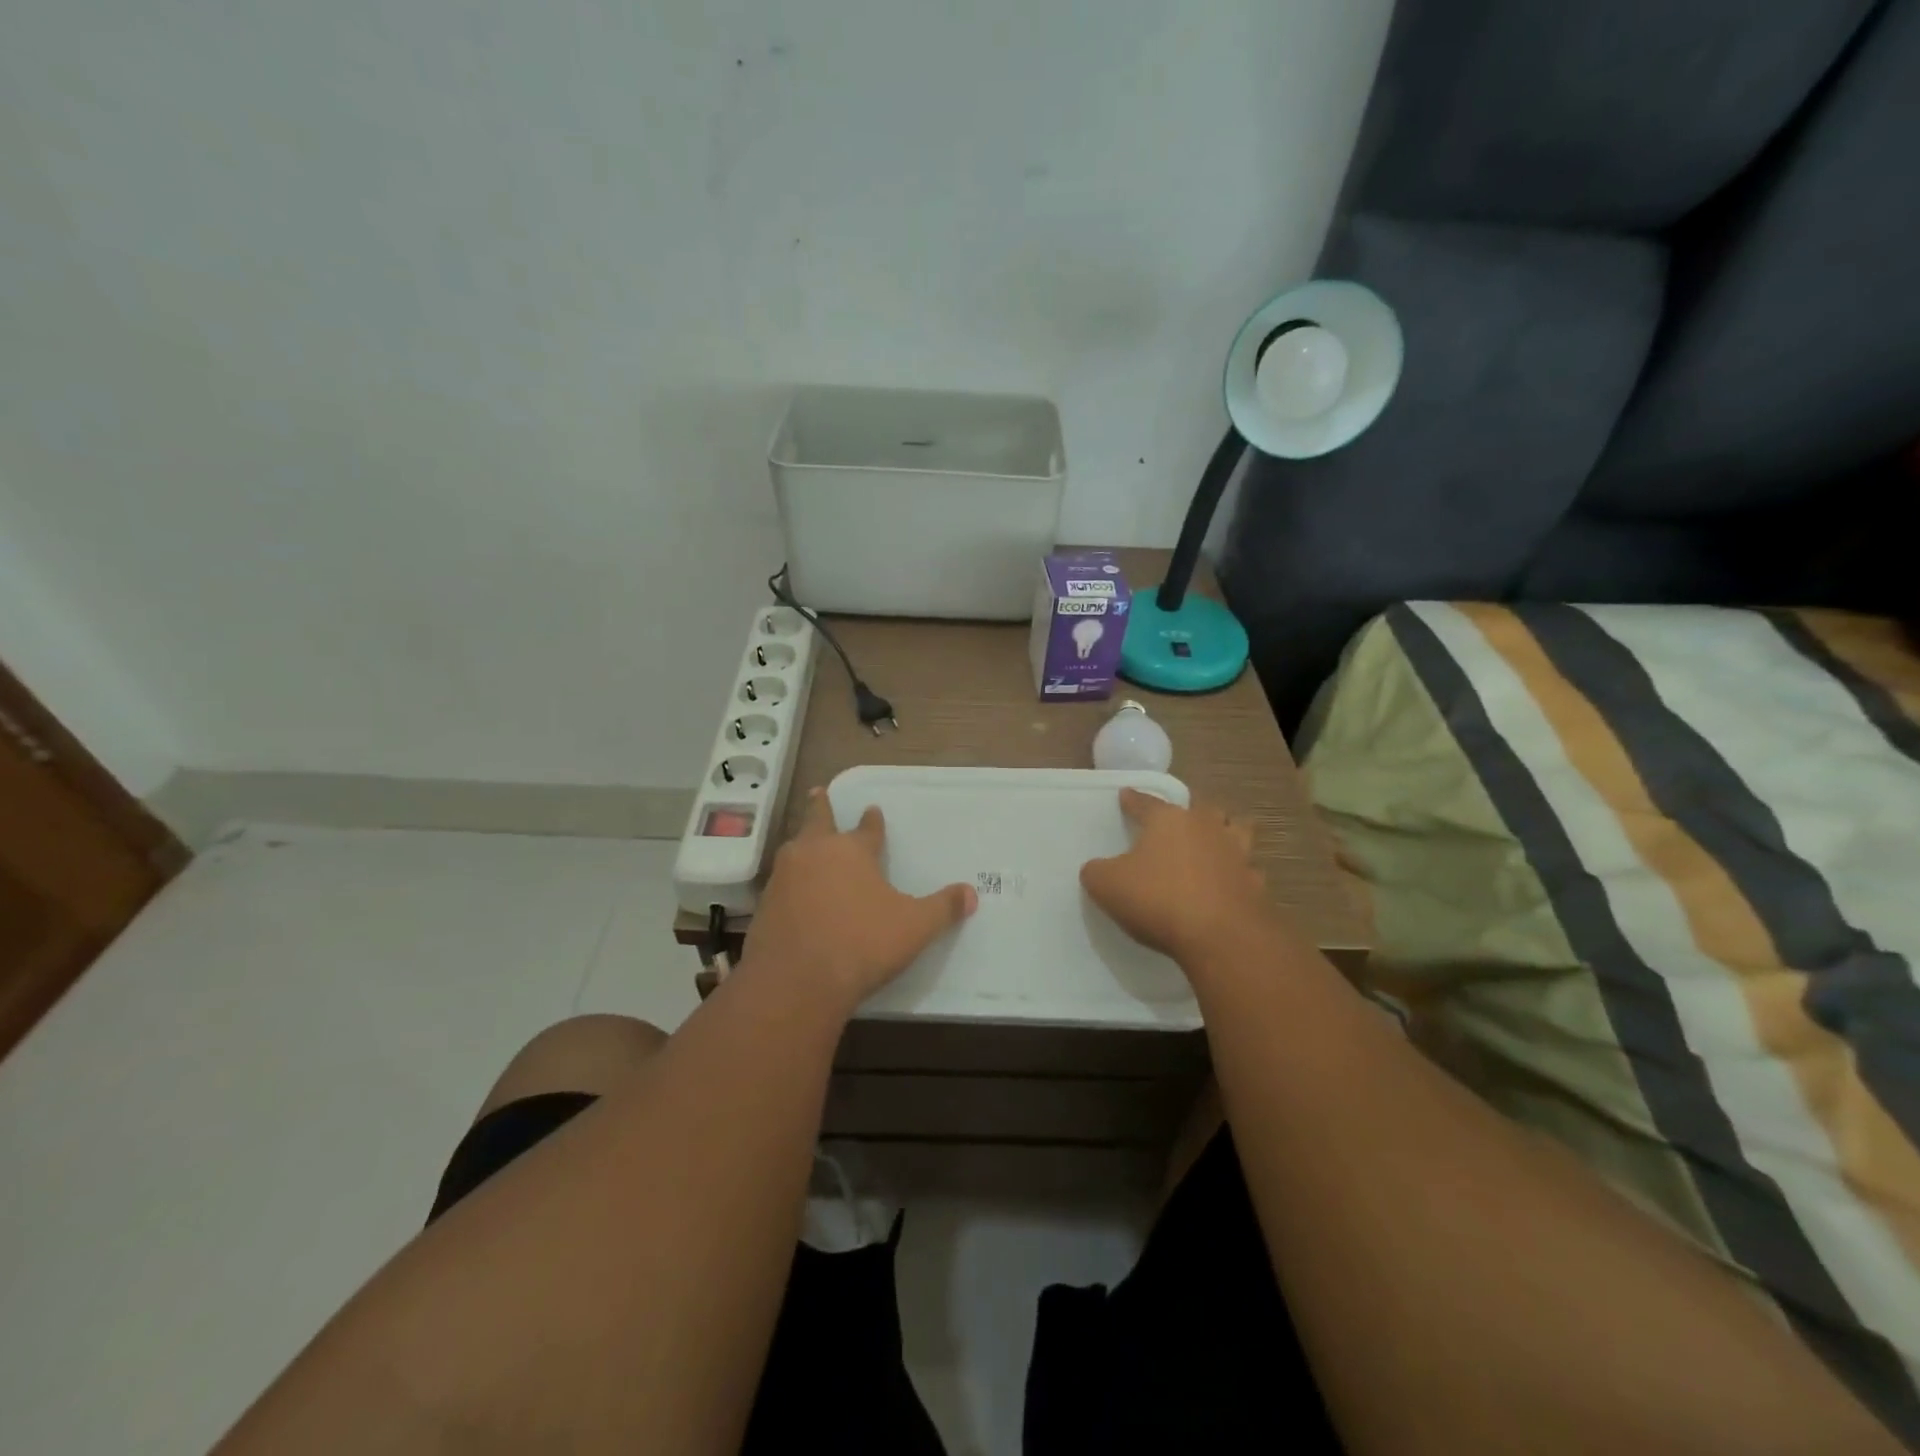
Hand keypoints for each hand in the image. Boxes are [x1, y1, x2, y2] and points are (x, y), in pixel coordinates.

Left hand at [741, 789, 977, 1010]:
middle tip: (817, 791)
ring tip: (805, 842)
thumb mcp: (914, 927)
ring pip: (795, 849)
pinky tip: (793, 892)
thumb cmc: (862, 944)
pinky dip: (790, 881)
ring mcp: (784, 878)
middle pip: (817, 821)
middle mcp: (814, 854)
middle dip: (820, 807)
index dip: (872, 820)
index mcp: (852, 851)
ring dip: (802, 843)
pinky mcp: (764, 905)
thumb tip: (971, 893)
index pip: (867, 829)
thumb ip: (943, 908)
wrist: (795, 981)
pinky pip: (781, 883)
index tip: (872, 809)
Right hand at [1080, 788, 1270, 968]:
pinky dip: (1239, 874)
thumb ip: (1097, 871)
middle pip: (1201, 809)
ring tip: (1215, 840)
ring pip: (1236, 830)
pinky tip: (1230, 884)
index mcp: (1168, 820)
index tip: (1126, 795)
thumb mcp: (1107, 885)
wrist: (1220, 937)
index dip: (1133, 800)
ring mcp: (1237, 854)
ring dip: (1226, 832)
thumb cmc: (1158, 899)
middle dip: (1190, 812)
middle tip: (1179, 821)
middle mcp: (1206, 828)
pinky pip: (1247, 871)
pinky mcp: (1255, 884)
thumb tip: (1097, 868)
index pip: (1146, 802)